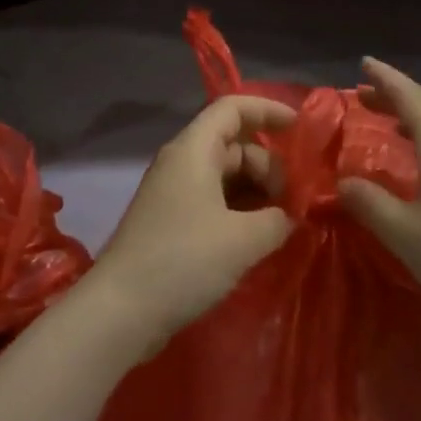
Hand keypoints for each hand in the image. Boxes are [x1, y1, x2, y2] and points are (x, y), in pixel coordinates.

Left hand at [83, 94, 295, 353]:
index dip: (268, 110)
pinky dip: (240, 212)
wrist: (119, 312)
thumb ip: (278, 218)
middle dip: (270, 166)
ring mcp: (173, 194)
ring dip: (257, 193)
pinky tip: (258, 239)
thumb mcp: (244, 240)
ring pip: (226, 176)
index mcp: (194, 151)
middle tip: (294, 203)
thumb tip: (290, 215)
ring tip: (282, 223)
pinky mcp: (171, 223)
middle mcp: (181, 163)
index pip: (233, 108)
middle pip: (234, 145)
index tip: (301, 130)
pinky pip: (214, 201)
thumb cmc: (183, 261)